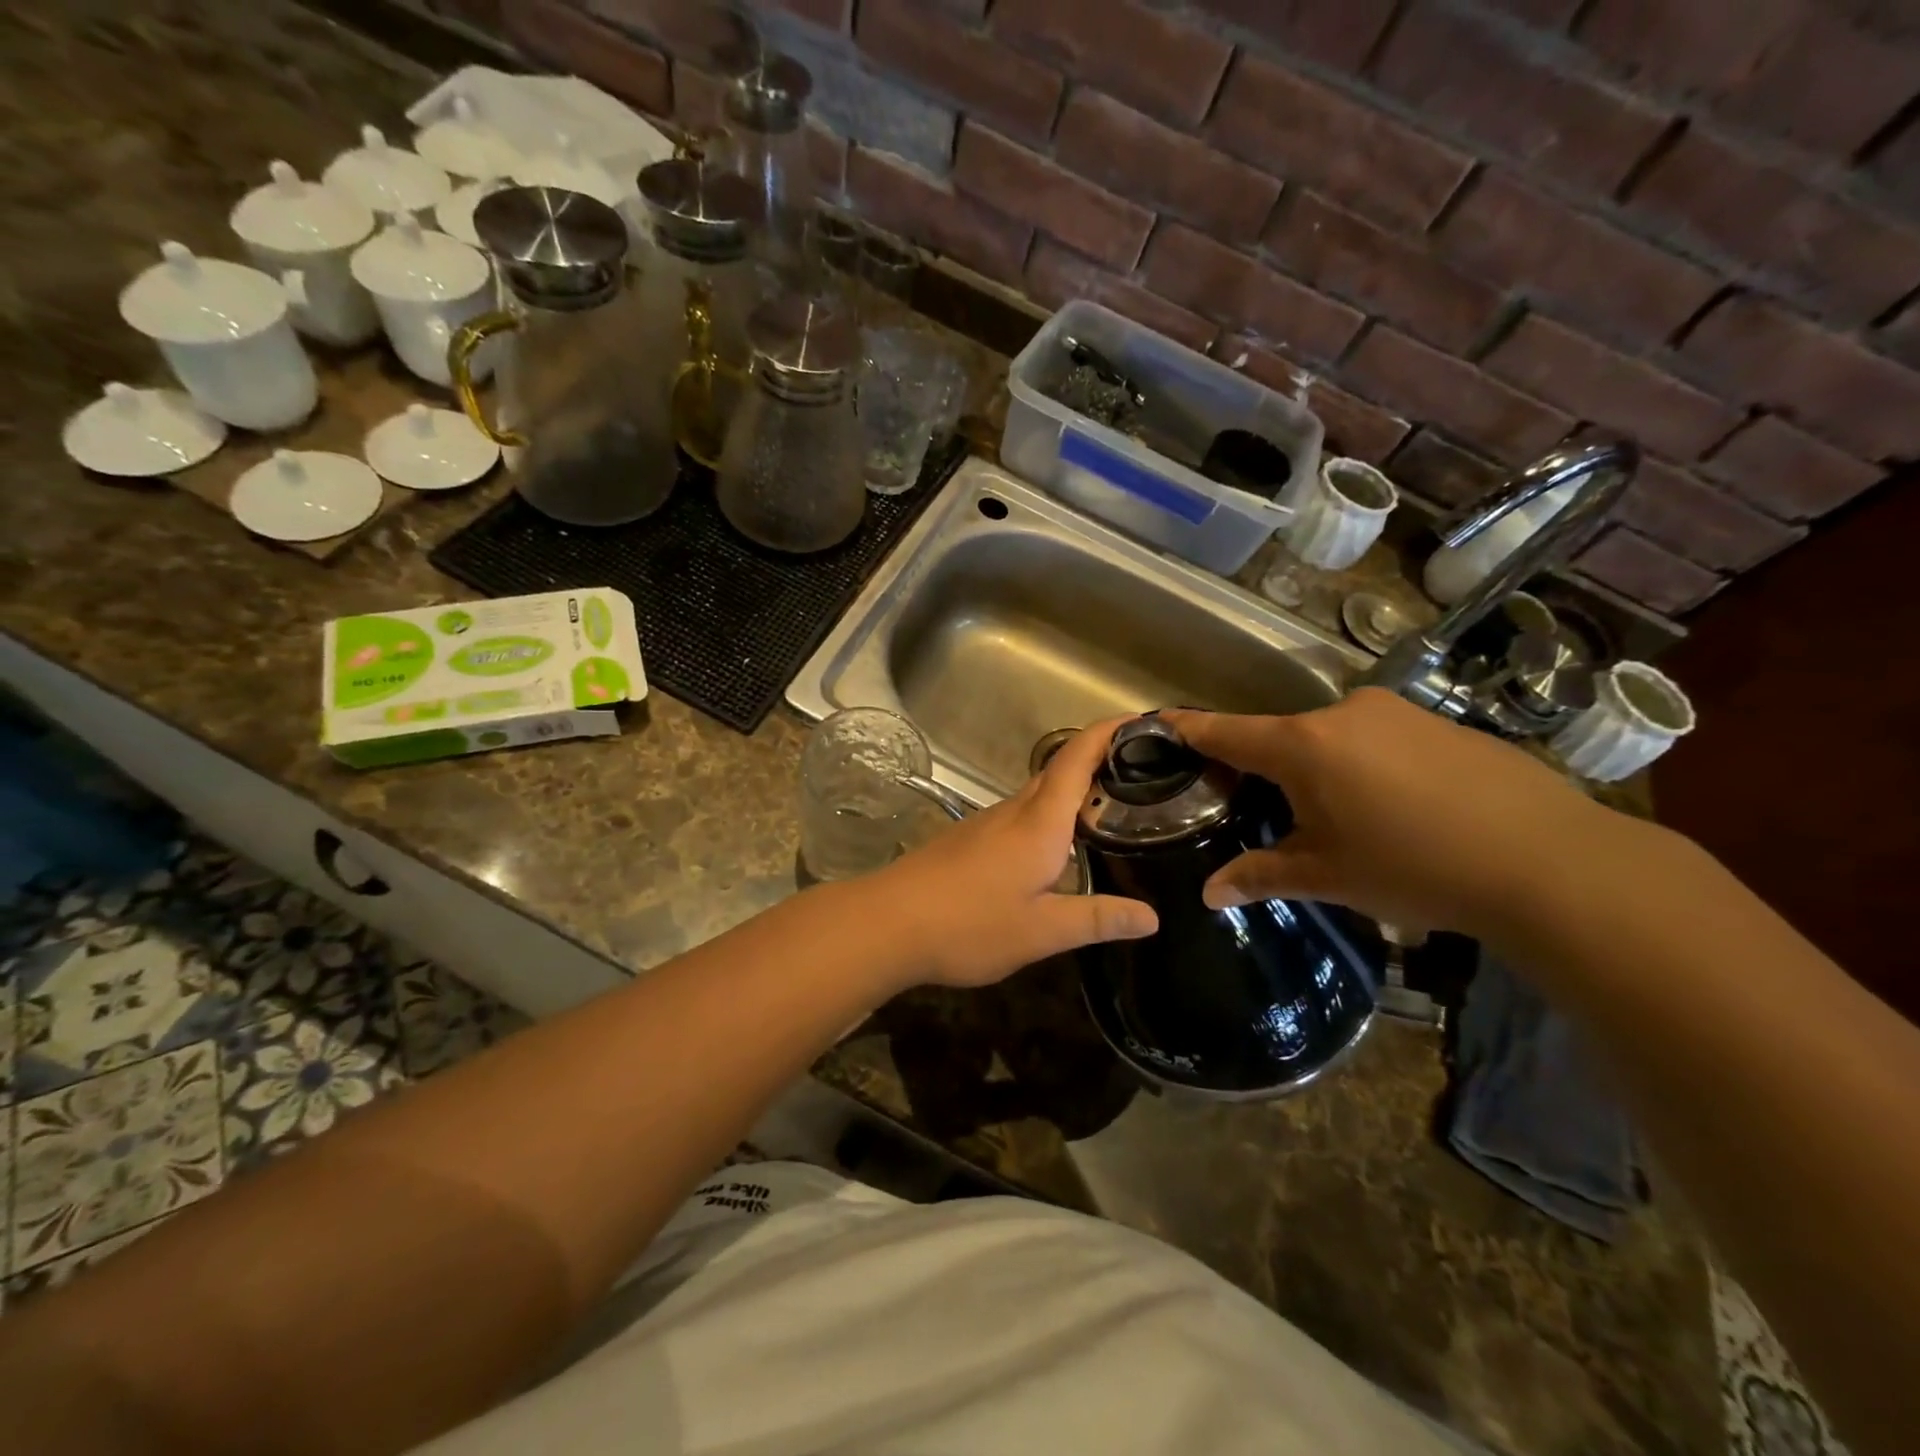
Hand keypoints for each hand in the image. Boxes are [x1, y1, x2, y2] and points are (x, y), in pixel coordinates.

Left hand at [869, 719, 1157, 987]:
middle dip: (1097, 760)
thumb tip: (1151, 917)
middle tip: (1141, 772)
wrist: (887, 923)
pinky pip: (1018, 816)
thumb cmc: (969, 923)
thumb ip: (1096, 919)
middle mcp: (1013, 812)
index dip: (1107, 732)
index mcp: (1039, 823)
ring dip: (1071, 791)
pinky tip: (1055, 849)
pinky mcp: (967, 840)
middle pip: (1058, 771)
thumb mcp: (1041, 931)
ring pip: (1036, 795)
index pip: (1077, 759)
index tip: (1139, 719)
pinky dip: (1046, 816)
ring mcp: (985, 824)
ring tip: (1108, 809)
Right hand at [1162, 690, 1622, 940]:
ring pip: (1334, 738)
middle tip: (1268, 812)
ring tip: (1345, 821)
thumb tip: (1208, 894)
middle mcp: (1342, 714)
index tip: (1160, 723)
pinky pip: (1380, 739)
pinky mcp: (1441, 722)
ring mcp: (1396, 712)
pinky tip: (1400, 810)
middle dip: (1267, 769)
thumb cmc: (1413, 866)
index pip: (1226, 732)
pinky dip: (1368, 765)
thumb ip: (1261, 876)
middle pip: (1282, 737)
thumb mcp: (1327, 876)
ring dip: (1323, 769)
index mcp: (1302, 746)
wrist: (1550, 860)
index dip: (1189, 729)